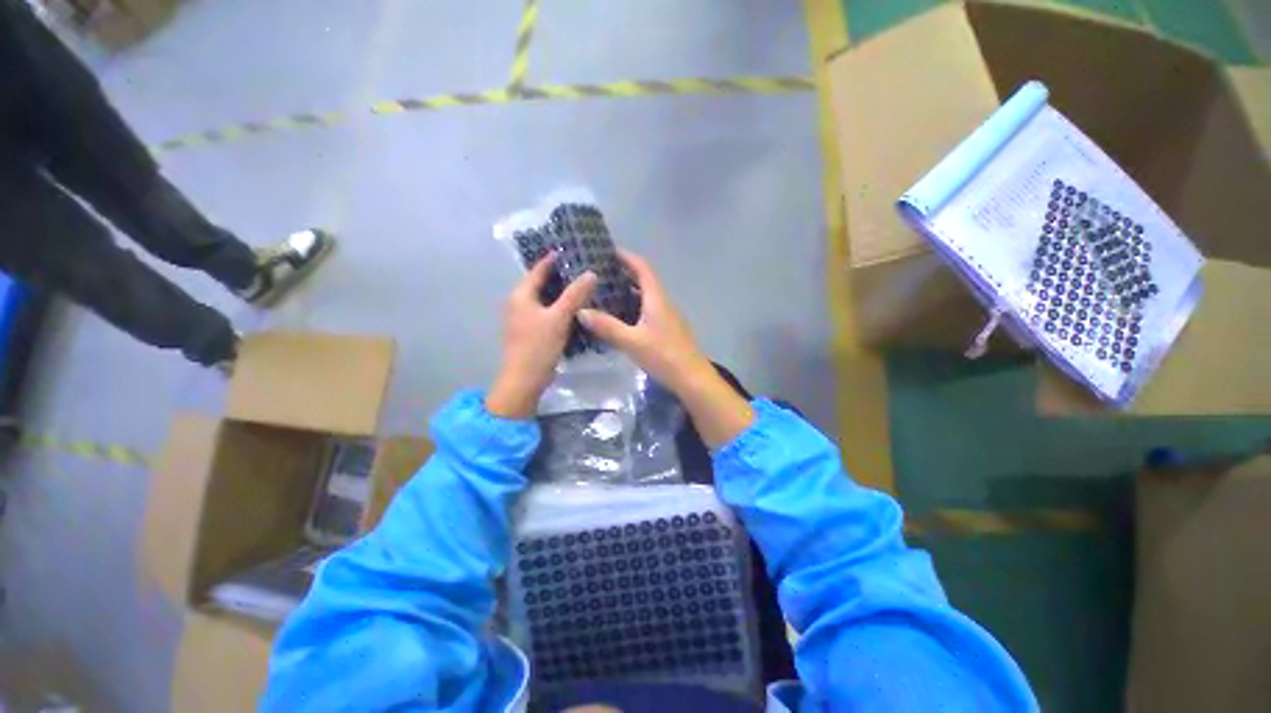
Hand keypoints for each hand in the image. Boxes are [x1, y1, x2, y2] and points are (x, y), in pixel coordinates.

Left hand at [487, 256, 596, 418]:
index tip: (569, 250)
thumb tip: (591, 273)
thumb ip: (575, 295)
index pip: (537, 270)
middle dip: (560, 276)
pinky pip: (547, 313)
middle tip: (582, 268)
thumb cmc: (538, 346)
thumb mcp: (558, 318)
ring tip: (583, 286)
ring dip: (561, 293)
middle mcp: (519, 304)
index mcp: (521, 296)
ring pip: (545, 299)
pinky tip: (576, 309)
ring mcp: (524, 319)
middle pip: (540, 284)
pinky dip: (560, 308)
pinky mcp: (532, 332)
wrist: (525, 379)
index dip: (552, 260)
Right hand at [578, 250, 711, 392]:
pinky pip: (649, 311)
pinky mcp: (668, 330)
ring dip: (629, 293)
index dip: (627, 257)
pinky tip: (622, 320)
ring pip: (647, 298)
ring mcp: (668, 317)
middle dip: (625, 274)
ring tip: (606, 295)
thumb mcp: (631, 341)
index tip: (609, 251)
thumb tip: (580, 311)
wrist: (691, 378)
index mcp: (657, 299)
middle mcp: (664, 303)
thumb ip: (607, 326)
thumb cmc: (663, 355)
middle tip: (601, 275)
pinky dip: (634, 309)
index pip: (643, 268)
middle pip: (645, 281)